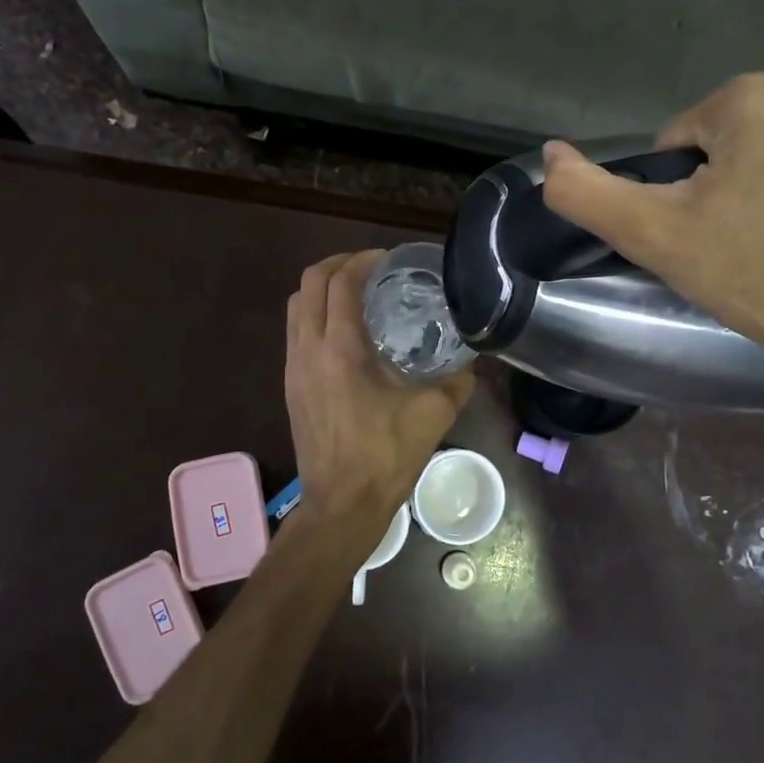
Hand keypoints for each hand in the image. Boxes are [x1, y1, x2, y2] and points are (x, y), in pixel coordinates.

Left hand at [285, 251, 474, 523]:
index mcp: (340, 349)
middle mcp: (308, 349)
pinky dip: (315, 314)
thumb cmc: (386, 456)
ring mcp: (292, 367)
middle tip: (371, 267)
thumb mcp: (435, 412)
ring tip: (356, 292)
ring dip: (322, 288)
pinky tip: (344, 330)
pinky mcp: (289, 385)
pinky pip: (295, 331)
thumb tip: (474, 355)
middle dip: (338, 265)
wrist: (342, 503)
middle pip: (308, 283)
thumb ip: (459, 376)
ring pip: (295, 306)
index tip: (389, 258)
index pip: (341, 282)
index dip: (363, 260)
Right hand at [541, 73, 763, 392]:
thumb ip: (587, 192)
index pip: (682, 139)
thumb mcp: (651, 236)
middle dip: (726, 178)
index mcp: (751, 98)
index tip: (699, 230)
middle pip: (734, 136)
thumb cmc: (749, 273)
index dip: (678, 189)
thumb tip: (550, 155)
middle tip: (735, 237)